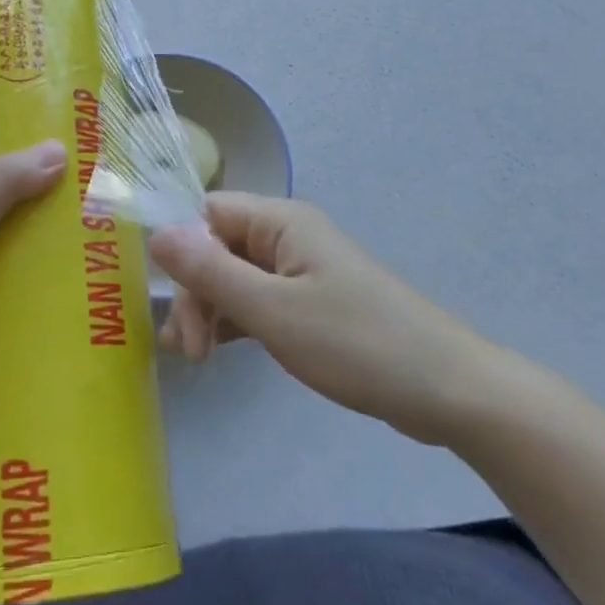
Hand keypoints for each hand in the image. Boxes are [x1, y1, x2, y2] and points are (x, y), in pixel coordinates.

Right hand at [149, 192, 511, 446]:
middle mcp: (288, 236)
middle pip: (218, 247)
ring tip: (196, 359)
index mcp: (281, 222)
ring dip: (211, 310)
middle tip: (189, 351)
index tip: (170, 303)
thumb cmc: (357, 343)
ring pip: (236, 276)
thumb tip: (156, 233)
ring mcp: (301, 270)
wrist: (448, 390)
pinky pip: (258, 300)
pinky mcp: (311, 302)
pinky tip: (220, 351)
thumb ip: (211, 272)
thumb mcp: (274, 312)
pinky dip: (236, 322)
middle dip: (196, 293)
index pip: (208, 214)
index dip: (181, 250)